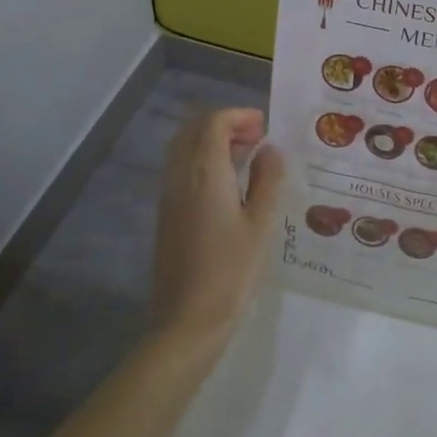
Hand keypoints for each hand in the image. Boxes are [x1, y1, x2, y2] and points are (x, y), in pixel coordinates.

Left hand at [152, 109, 283, 353]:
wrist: (187, 320)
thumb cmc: (231, 271)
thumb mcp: (261, 224)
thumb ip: (267, 180)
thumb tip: (270, 149)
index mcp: (204, 172)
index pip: (214, 122)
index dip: (240, 115)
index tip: (265, 127)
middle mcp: (180, 175)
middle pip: (195, 129)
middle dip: (225, 124)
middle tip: (257, 138)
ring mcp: (169, 195)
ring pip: (185, 148)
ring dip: (213, 142)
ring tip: (246, 158)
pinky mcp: (166, 213)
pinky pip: (181, 169)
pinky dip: (203, 161)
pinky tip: (227, 184)